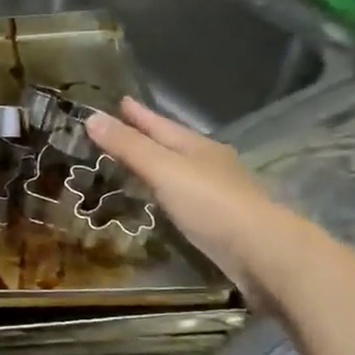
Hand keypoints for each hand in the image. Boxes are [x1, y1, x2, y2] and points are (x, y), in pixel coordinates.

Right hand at [85, 97, 314, 299]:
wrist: (263, 253)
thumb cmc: (211, 205)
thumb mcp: (163, 170)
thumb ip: (129, 147)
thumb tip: (91, 117)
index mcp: (197, 146)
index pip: (160, 124)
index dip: (138, 114)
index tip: (120, 101)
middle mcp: (210, 163)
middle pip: (173, 143)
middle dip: (148, 135)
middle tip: (123, 128)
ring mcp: (219, 192)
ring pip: (181, 170)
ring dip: (159, 164)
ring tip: (137, 163)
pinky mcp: (221, 220)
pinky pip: (186, 196)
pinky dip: (169, 191)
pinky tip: (164, 200)